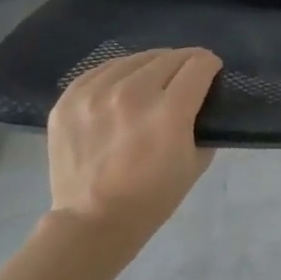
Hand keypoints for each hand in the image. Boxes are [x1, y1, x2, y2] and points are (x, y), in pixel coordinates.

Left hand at [46, 48, 222, 234]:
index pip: (198, 64)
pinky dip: (118, 75)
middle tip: (184, 79)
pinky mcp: (70, 99)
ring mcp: (96, 94)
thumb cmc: (151, 199)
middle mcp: (133, 94)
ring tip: (151, 83)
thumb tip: (203, 99)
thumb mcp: (195, 163)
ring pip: (135, 59)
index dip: (210, 65)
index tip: (210, 73)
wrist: (91, 223)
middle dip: (183, 63)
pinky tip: (121, 89)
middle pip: (169, 56)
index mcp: (169, 112)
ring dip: (150, 67)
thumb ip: (203, 123)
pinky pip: (102, 70)